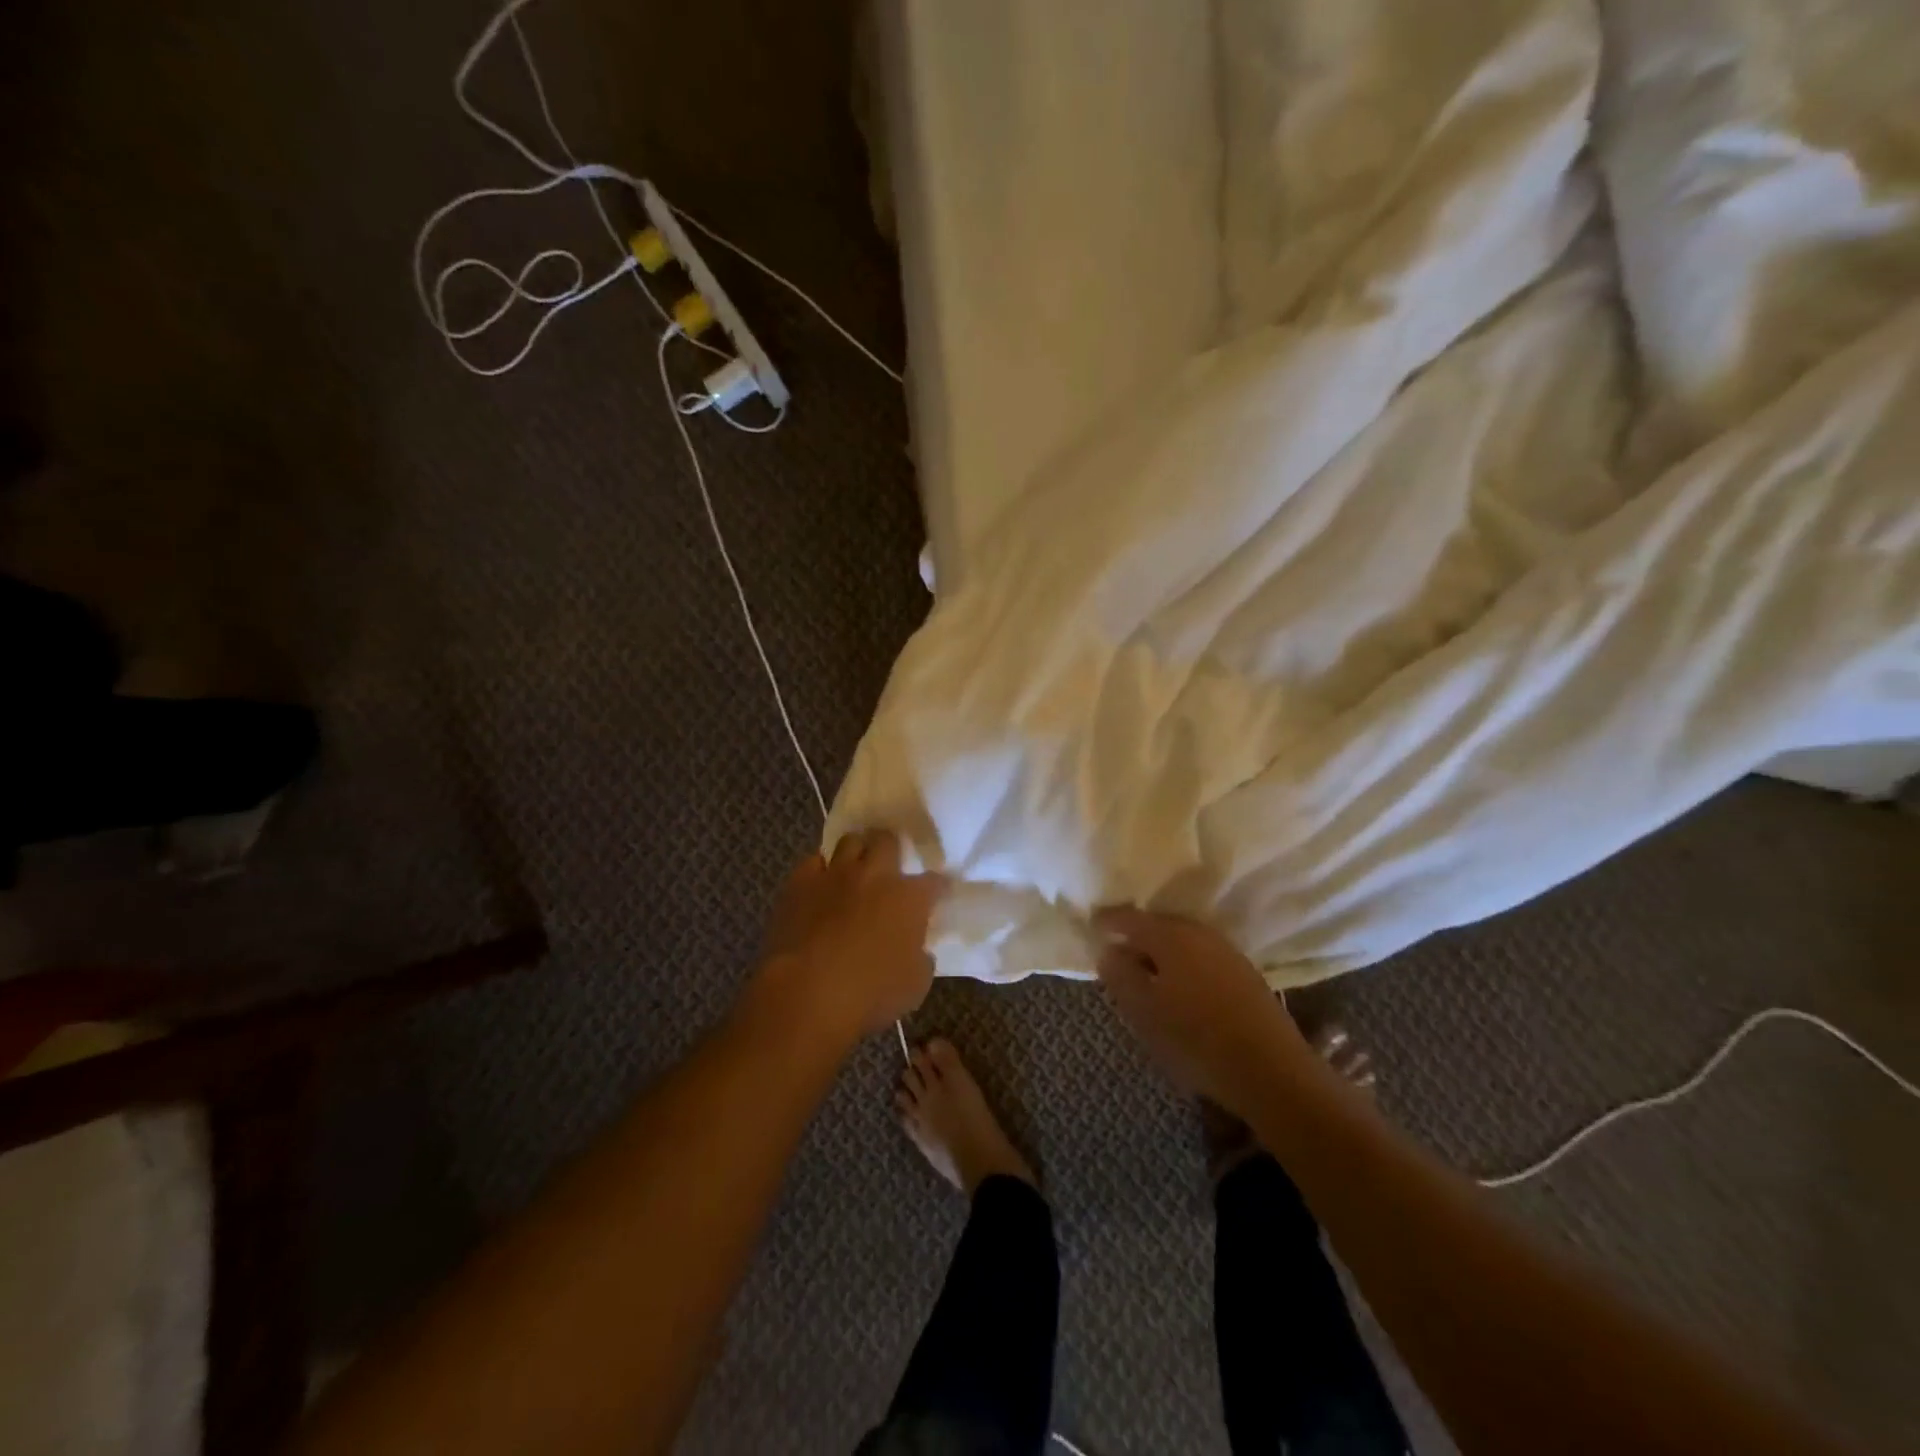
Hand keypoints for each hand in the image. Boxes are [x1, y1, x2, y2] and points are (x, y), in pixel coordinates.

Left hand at [756, 829, 943, 1042]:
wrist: (807, 993)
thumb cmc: (870, 994)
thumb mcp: (915, 985)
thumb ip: (921, 959)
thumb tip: (919, 950)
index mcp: (910, 898)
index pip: (934, 881)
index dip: (937, 886)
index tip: (937, 893)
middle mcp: (875, 875)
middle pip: (888, 841)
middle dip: (891, 849)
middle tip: (889, 866)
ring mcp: (835, 875)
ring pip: (850, 841)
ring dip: (856, 852)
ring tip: (855, 868)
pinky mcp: (800, 883)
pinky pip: (813, 862)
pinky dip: (819, 870)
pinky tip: (820, 885)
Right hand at [1094, 907, 1308, 1112]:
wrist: (1272, 1070)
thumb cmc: (1195, 1038)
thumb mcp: (1144, 1011)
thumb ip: (1120, 975)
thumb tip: (1108, 950)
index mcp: (1169, 935)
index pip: (1128, 918)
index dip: (1106, 922)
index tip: (1091, 927)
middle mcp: (1198, 932)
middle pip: (1158, 925)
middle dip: (1136, 936)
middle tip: (1116, 954)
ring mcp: (1225, 951)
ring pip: (1182, 941)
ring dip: (1161, 952)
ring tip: (1146, 974)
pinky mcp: (1244, 973)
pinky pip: (1201, 956)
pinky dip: (1183, 964)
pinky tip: (1179, 987)